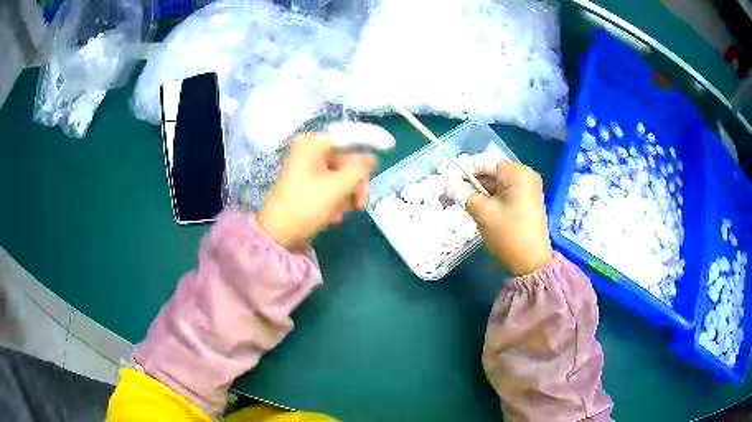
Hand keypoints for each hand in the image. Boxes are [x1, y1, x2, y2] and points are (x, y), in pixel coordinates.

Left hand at [257, 133, 376, 249]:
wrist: (279, 234)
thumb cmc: (305, 206)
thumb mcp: (336, 187)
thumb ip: (358, 170)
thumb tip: (372, 158)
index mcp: (313, 144)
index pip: (348, 136)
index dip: (370, 140)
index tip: (390, 146)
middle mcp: (310, 151)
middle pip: (347, 160)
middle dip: (355, 184)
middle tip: (360, 204)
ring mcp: (309, 168)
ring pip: (341, 176)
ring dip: (346, 196)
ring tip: (339, 214)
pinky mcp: (309, 184)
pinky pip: (331, 186)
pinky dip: (336, 201)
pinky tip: (331, 217)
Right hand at [451, 160, 553, 275]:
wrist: (532, 263)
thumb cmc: (508, 235)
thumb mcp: (483, 213)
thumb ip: (463, 194)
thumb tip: (447, 185)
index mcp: (517, 172)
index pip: (483, 163)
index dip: (462, 172)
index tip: (445, 184)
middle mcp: (525, 175)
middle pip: (489, 173)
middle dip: (469, 185)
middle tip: (448, 198)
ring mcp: (527, 188)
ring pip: (495, 185)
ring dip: (477, 194)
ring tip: (460, 205)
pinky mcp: (526, 201)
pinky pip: (503, 193)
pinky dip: (489, 200)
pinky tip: (478, 210)